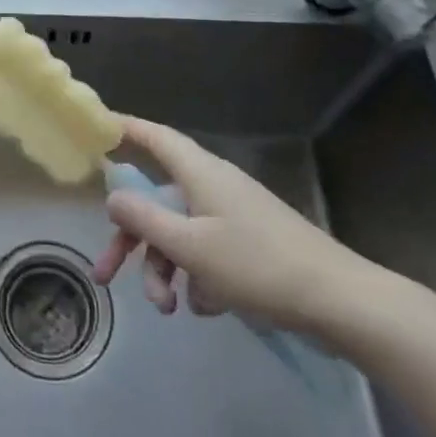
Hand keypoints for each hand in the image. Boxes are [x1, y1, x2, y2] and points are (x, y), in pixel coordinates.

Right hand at [91, 117, 375, 335]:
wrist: (339, 302)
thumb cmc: (258, 265)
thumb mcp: (189, 246)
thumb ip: (144, 220)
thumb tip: (112, 197)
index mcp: (199, 173)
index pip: (154, 137)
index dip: (125, 129)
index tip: (96, 127)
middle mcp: (213, 186)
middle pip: (157, 202)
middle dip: (130, 241)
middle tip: (105, 275)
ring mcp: (233, 215)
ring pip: (179, 233)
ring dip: (164, 269)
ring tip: (168, 308)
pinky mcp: (250, 244)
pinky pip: (206, 252)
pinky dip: (196, 277)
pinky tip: (205, 307)